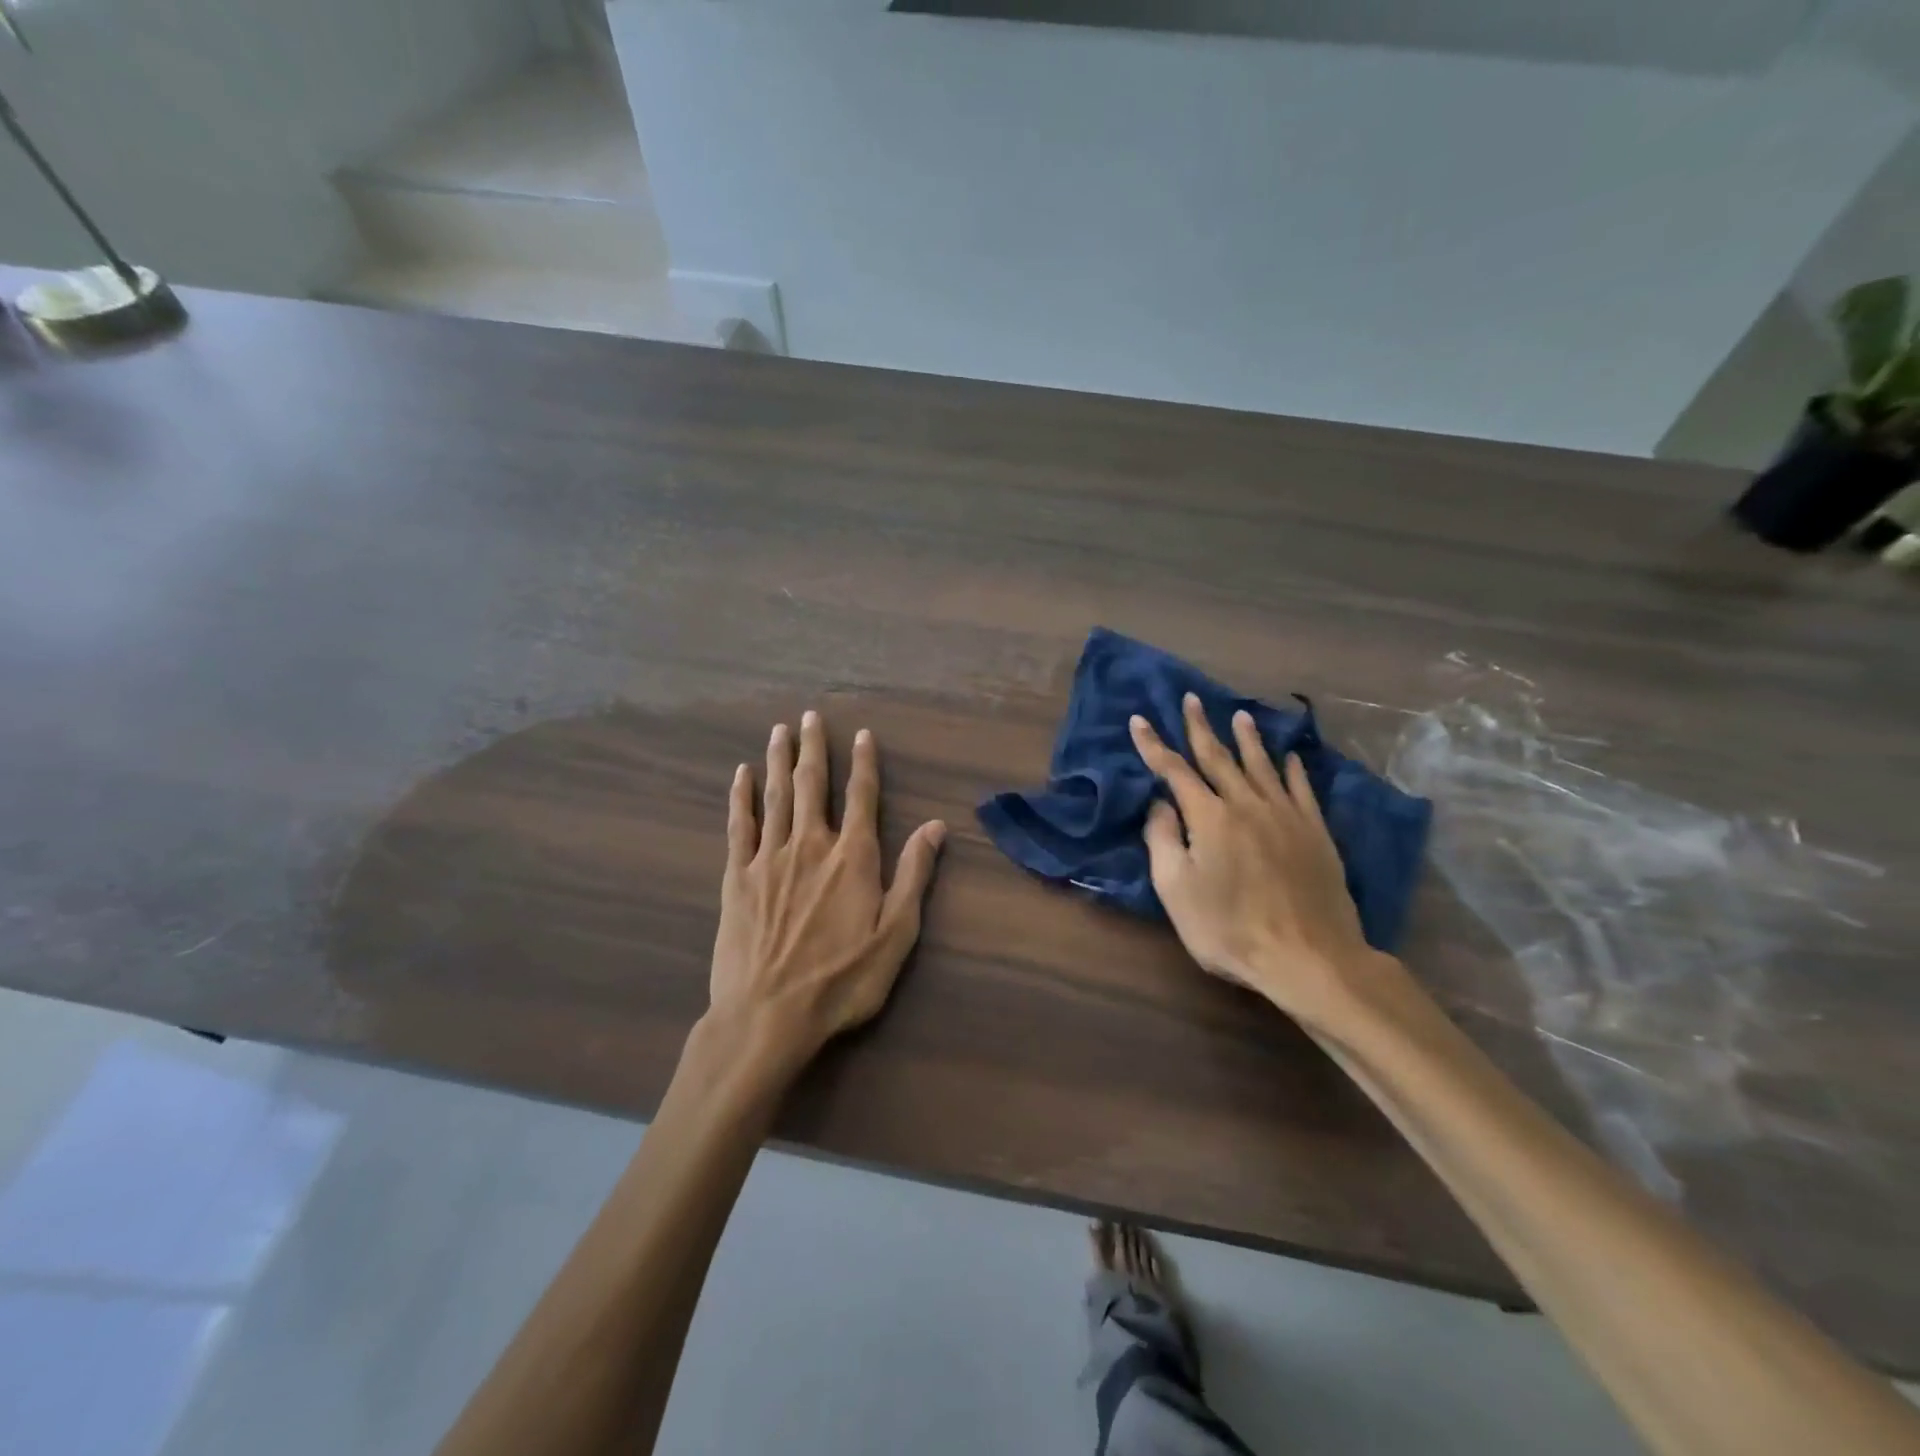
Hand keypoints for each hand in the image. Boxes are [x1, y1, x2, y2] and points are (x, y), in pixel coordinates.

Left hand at [706, 710, 946, 1074]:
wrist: (768, 1016)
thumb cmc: (841, 981)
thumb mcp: (895, 935)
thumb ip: (914, 876)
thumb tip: (936, 826)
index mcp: (852, 857)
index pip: (861, 797)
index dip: (864, 763)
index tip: (862, 734)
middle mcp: (810, 845)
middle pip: (811, 785)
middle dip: (813, 748)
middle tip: (810, 716)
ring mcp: (769, 858)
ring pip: (775, 797)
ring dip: (777, 761)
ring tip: (779, 731)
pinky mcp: (736, 878)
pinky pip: (739, 826)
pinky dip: (741, 798)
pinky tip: (741, 775)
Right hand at [1129, 693, 1393, 1034]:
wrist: (1308, 956)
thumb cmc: (1229, 928)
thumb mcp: (1175, 890)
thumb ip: (1162, 840)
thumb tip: (1160, 803)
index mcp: (1208, 816)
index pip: (1175, 770)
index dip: (1153, 745)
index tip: (1139, 720)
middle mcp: (1246, 804)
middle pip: (1219, 757)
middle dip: (1200, 727)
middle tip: (1191, 699)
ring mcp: (1285, 815)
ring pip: (1262, 765)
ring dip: (1248, 738)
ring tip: (1240, 715)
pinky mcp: (1315, 832)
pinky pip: (1302, 789)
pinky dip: (1293, 769)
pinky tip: (1291, 757)